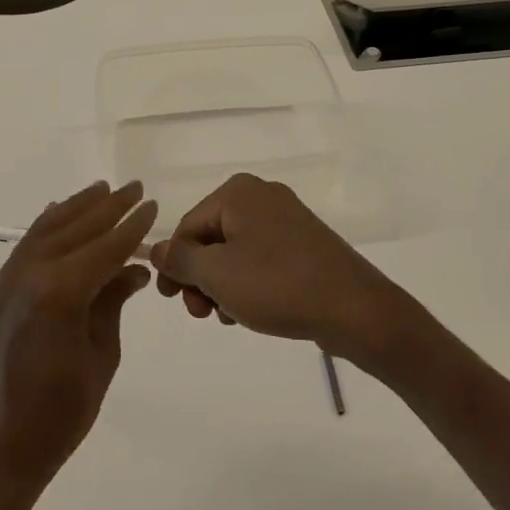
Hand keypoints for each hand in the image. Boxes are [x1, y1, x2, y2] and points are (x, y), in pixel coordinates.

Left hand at [0, 181, 156, 509]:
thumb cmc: (55, 418)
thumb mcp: (99, 361)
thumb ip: (112, 305)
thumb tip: (132, 270)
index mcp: (60, 291)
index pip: (106, 246)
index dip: (132, 226)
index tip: (152, 205)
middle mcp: (30, 273)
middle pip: (76, 228)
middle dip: (108, 207)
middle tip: (134, 188)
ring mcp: (7, 280)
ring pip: (47, 229)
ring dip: (77, 208)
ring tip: (102, 190)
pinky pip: (26, 246)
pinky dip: (48, 226)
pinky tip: (59, 216)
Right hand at [149, 173, 413, 364]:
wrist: (355, 308)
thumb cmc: (277, 284)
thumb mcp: (217, 274)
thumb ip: (179, 260)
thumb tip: (155, 250)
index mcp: (237, 192)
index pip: (187, 228)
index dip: (174, 266)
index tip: (172, 301)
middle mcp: (261, 196)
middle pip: (210, 239)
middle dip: (200, 278)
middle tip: (202, 314)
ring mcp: (286, 219)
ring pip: (234, 252)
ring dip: (222, 286)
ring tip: (230, 316)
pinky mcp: (304, 243)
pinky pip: (261, 259)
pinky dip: (248, 283)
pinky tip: (251, 311)